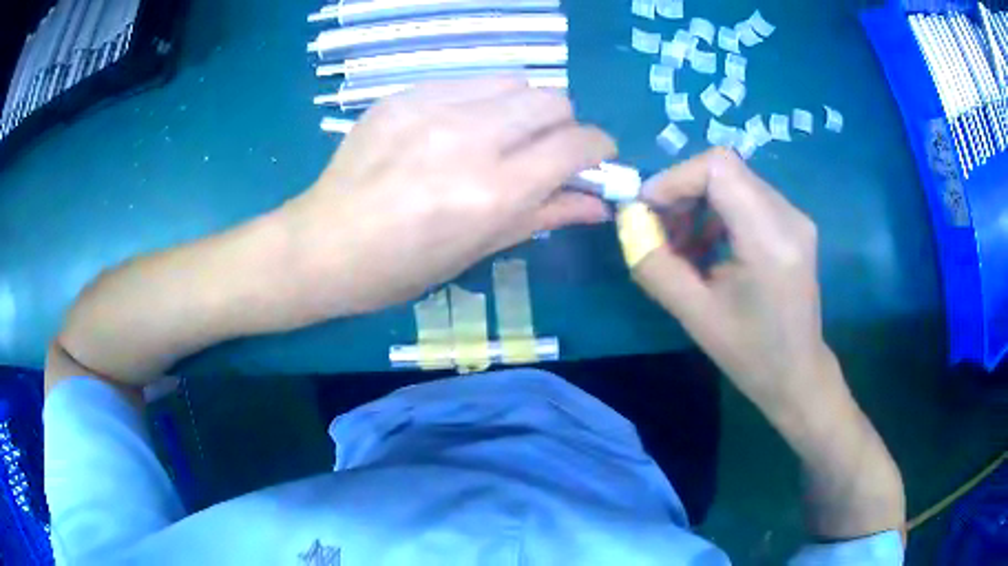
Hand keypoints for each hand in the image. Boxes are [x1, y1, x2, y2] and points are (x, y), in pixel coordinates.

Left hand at [281, 77, 614, 313]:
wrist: (322, 245)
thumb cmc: (401, 267)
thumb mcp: (477, 250)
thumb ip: (545, 216)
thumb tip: (599, 203)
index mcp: (492, 192)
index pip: (576, 145)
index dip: (599, 149)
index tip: (595, 159)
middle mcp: (469, 139)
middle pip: (552, 100)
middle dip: (563, 125)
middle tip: (543, 150)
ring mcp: (431, 108)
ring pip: (513, 82)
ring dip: (522, 108)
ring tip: (498, 135)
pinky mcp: (403, 95)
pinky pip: (466, 82)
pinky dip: (479, 102)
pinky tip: (453, 129)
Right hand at [631, 148, 840, 418]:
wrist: (796, 373)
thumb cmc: (750, 354)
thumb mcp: (695, 315)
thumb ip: (655, 265)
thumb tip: (628, 222)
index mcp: (770, 240)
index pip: (719, 168)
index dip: (676, 178)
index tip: (647, 207)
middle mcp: (789, 216)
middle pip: (725, 169)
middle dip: (682, 190)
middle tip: (658, 227)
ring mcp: (795, 217)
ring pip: (734, 180)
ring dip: (698, 202)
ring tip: (680, 243)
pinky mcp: (793, 223)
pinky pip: (747, 196)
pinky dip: (717, 211)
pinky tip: (706, 246)